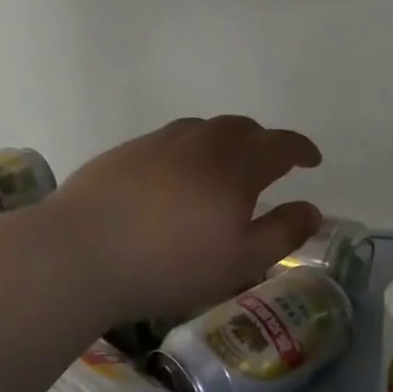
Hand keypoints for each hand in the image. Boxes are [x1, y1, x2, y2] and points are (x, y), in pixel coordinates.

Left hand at [51, 116, 322, 321]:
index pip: (280, 144)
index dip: (301, 149)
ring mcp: (158, 143)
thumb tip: (312, 209)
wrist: (80, 254)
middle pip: (241, 128)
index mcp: (236, 165)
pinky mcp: (124, 153)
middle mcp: (200, 142)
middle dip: (263, 142)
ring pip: (203, 130)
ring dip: (224, 142)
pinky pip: (169, 141)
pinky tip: (175, 179)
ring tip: (223, 168)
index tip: (313, 160)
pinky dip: (188, 151)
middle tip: (268, 165)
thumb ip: (283, 232)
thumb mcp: (242, 260)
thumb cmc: (171, 263)